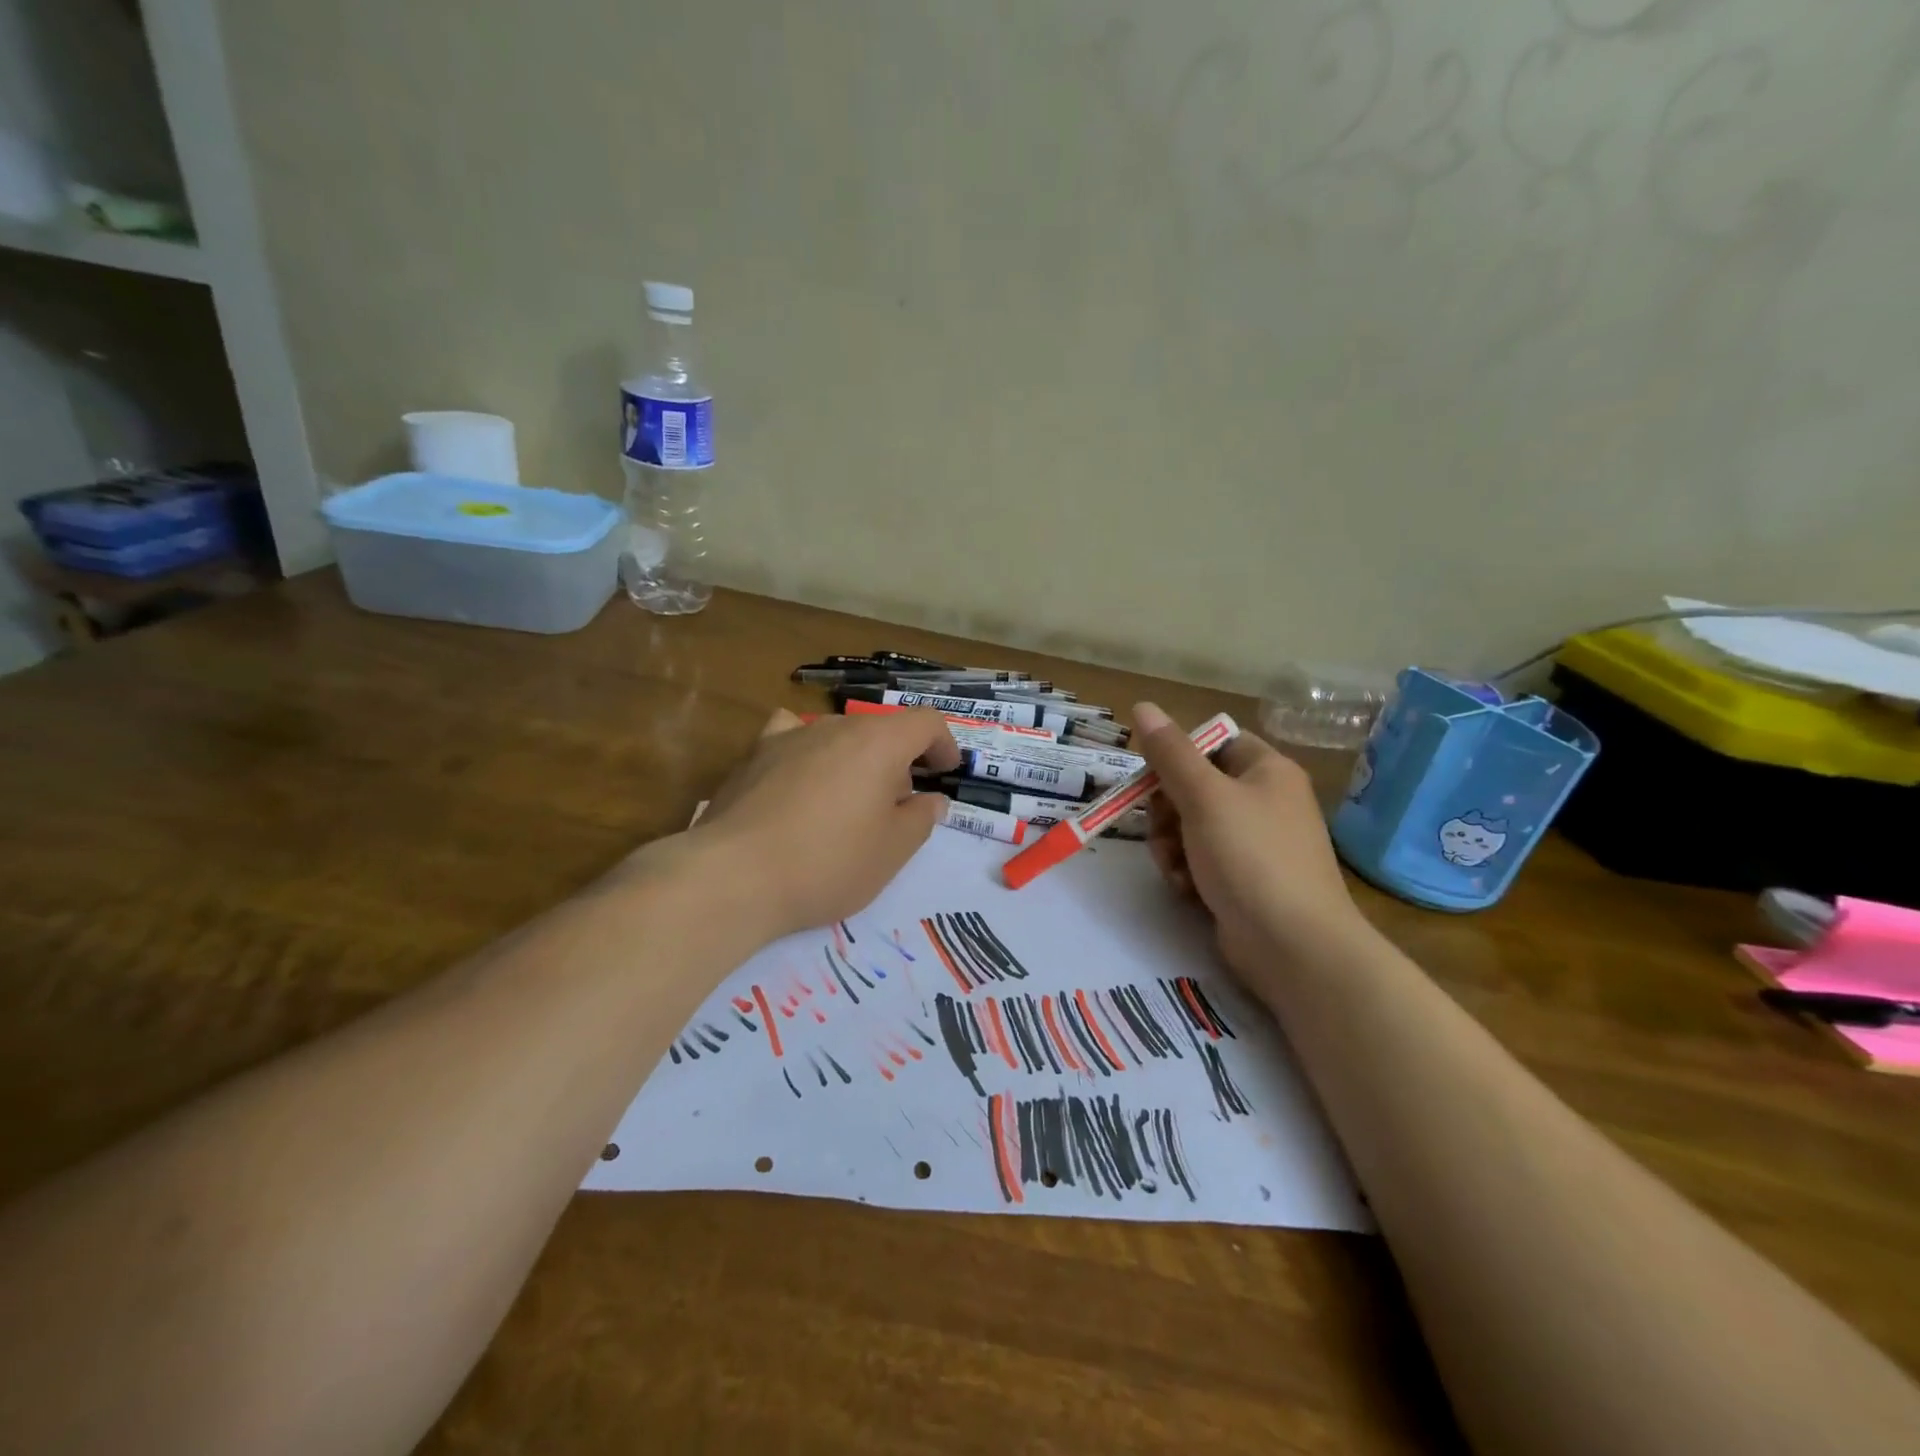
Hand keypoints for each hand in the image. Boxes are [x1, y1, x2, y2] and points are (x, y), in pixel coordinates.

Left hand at [688, 707, 960, 942]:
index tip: (946, 775)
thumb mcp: (892, 851)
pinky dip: (808, 750)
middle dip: (900, 760)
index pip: (926, 722)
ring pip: (839, 735)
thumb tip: (931, 800)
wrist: (735, 876)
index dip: (944, 745)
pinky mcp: (754, 755)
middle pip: (882, 728)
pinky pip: (791, 736)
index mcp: (878, 742)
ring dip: (857, 759)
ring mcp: (789, 736)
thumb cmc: (828, 863)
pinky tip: (801, 775)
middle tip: (899, 806)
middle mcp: (835, 726)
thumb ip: (921, 819)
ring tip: (850, 801)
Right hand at [1133, 701, 1363, 974]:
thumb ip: (1169, 752)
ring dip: (1171, 844)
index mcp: (1267, 770)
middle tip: (1162, 829)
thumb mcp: (1203, 797)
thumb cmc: (1251, 858)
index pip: (1212, 743)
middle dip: (1167, 810)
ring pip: (1191, 826)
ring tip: (1173, 867)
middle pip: (1195, 786)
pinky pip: (1202, 860)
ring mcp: (1256, 844)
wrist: (1295, 946)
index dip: (1177, 757)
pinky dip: (1186, 871)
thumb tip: (1143, 706)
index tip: (1150, 779)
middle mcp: (1265, 801)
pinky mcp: (1245, 880)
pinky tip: (1184, 888)